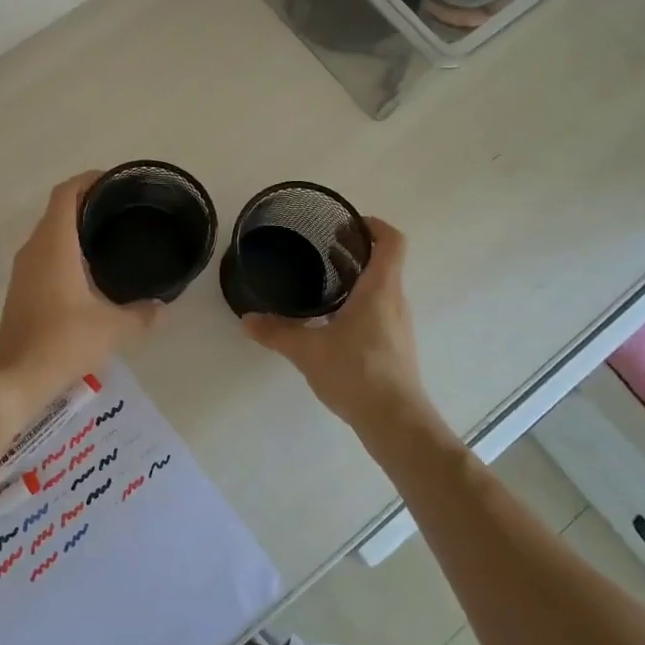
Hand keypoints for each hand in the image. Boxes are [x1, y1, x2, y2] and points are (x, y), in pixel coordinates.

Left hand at [0, 172, 162, 416]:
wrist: (15, 377)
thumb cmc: (62, 342)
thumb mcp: (113, 329)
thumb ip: (142, 314)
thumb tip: (162, 306)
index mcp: (54, 245)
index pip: (66, 193)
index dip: (88, 180)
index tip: (115, 181)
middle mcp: (35, 249)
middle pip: (58, 209)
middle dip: (88, 202)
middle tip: (123, 209)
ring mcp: (24, 269)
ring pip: (50, 232)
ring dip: (75, 226)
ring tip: (111, 234)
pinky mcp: (22, 288)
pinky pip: (45, 253)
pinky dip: (66, 248)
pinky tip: (90, 269)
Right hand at [240, 218, 429, 431]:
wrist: (395, 421)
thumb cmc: (356, 372)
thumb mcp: (308, 350)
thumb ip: (277, 332)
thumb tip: (247, 320)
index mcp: (379, 289)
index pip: (391, 242)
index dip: (374, 225)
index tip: (347, 224)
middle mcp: (394, 301)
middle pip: (384, 263)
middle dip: (356, 251)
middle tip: (323, 247)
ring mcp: (398, 325)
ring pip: (381, 288)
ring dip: (357, 278)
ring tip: (323, 281)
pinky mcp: (395, 346)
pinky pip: (379, 310)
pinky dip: (359, 303)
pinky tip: (331, 321)